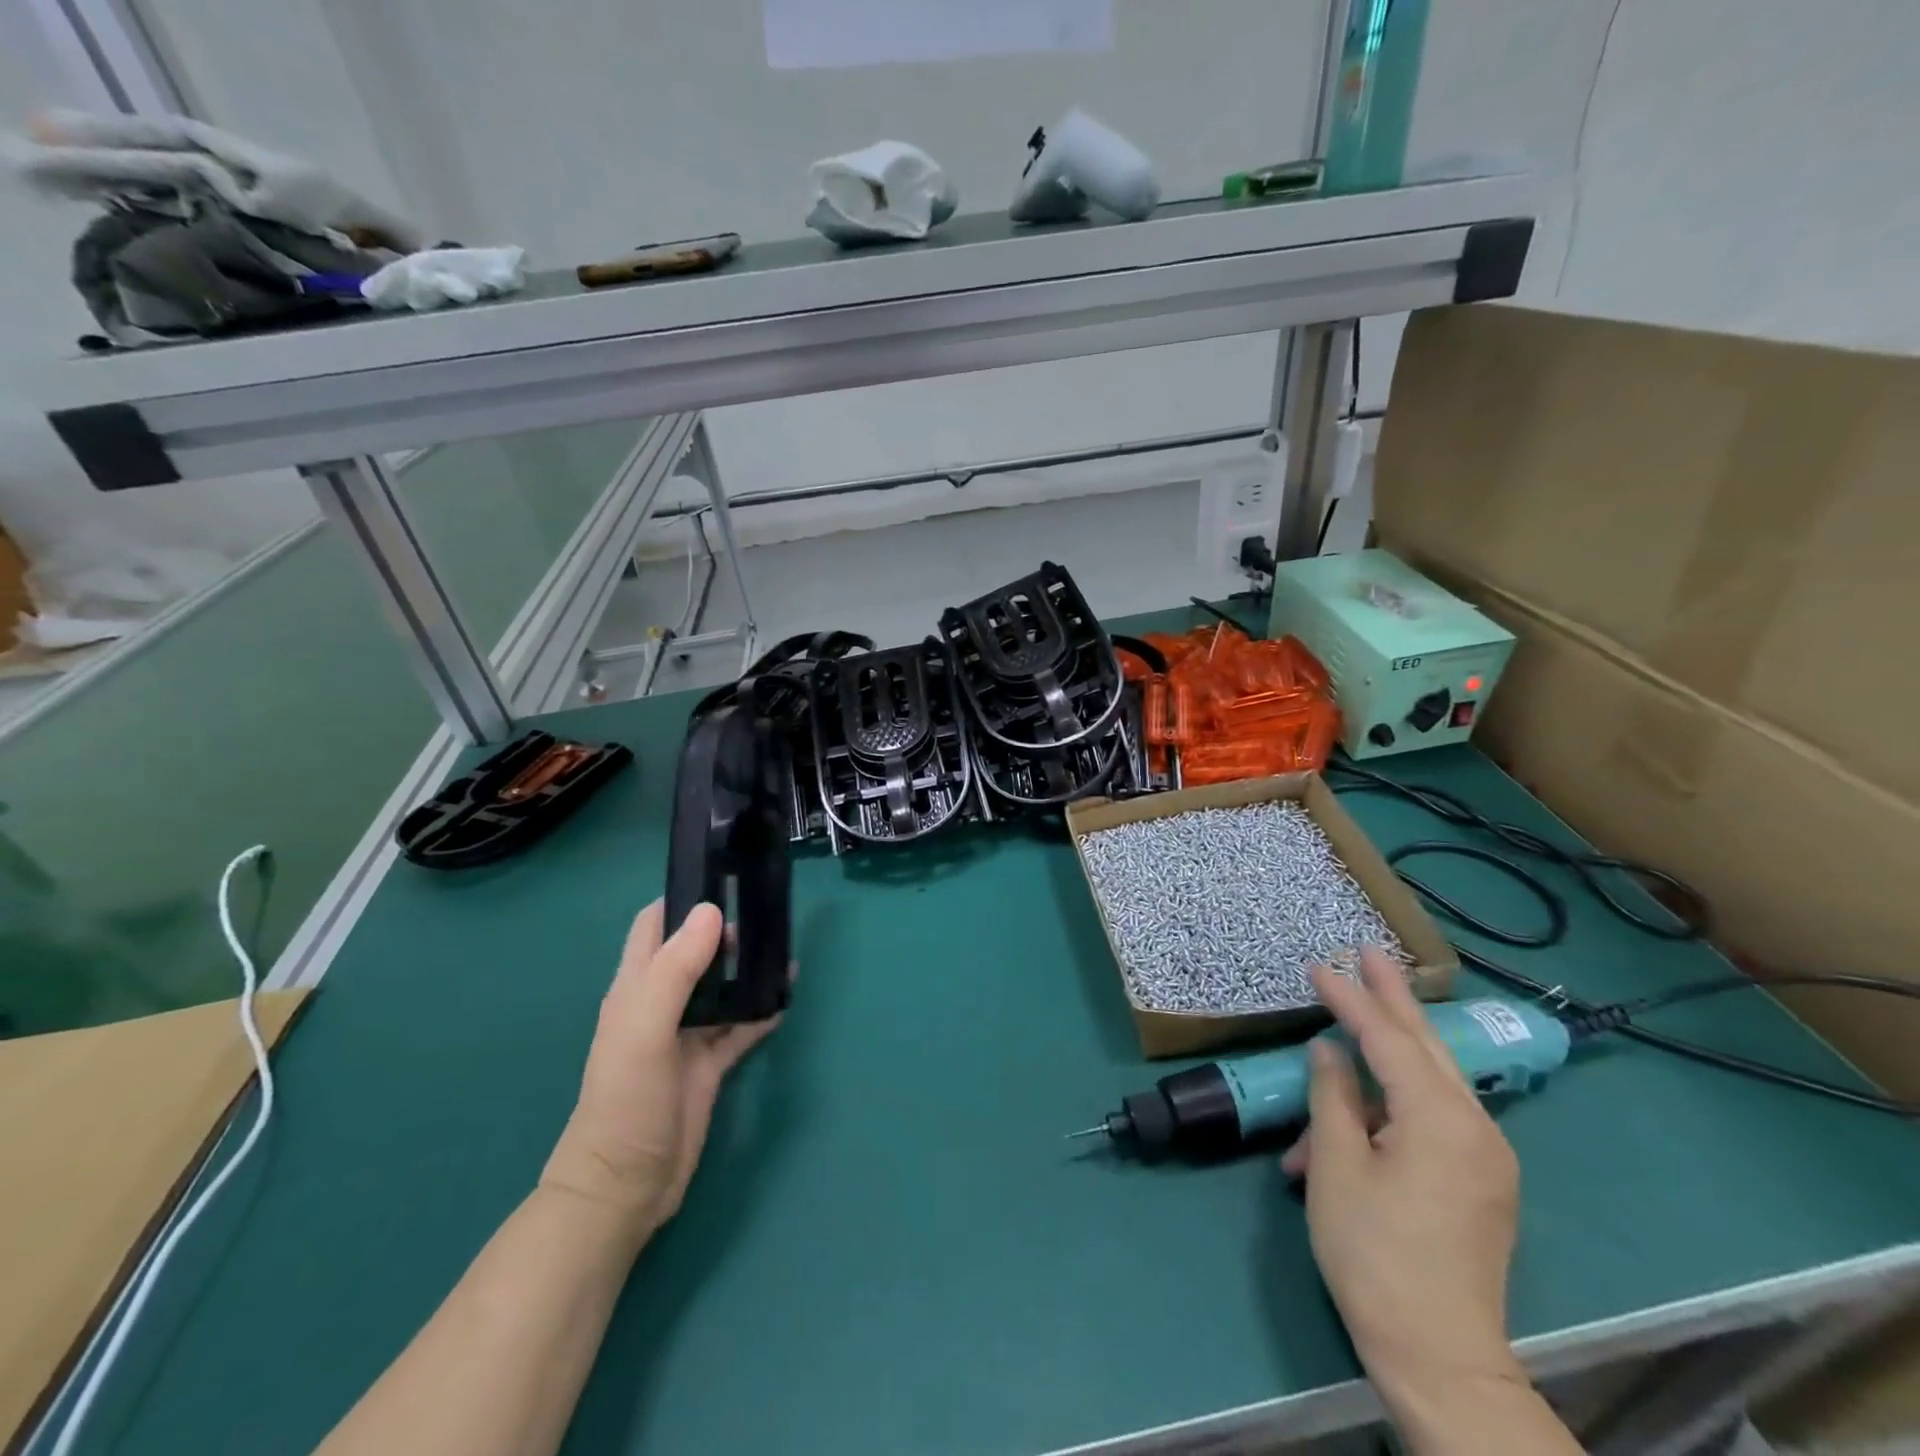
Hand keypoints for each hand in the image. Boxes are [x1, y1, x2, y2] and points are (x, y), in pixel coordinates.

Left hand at [540, 901, 780, 1237]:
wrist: (627, 1186)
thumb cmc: (626, 1099)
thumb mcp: (646, 1027)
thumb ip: (677, 968)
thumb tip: (712, 911)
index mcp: (637, 986)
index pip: (655, 925)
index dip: (683, 899)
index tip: (726, 879)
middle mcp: (662, 1002)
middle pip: (696, 951)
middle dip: (727, 931)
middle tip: (768, 917)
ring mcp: (687, 1034)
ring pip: (723, 986)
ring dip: (749, 968)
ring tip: (785, 951)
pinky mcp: (710, 1063)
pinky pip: (741, 1026)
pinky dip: (762, 1010)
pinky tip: (786, 998)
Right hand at [1281, 950, 1525, 1419]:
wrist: (1439, 1354)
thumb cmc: (1374, 1253)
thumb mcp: (1337, 1166)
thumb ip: (1333, 1097)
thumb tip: (1330, 1051)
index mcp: (1440, 1119)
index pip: (1387, 1039)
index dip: (1350, 1000)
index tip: (1319, 966)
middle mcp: (1476, 1127)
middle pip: (1426, 1045)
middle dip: (1394, 997)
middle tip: (1371, 952)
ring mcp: (1486, 1156)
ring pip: (1431, 1079)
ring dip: (1388, 1052)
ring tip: (1354, 1018)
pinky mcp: (1481, 1180)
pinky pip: (1435, 1117)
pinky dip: (1395, 1100)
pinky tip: (1359, 1103)